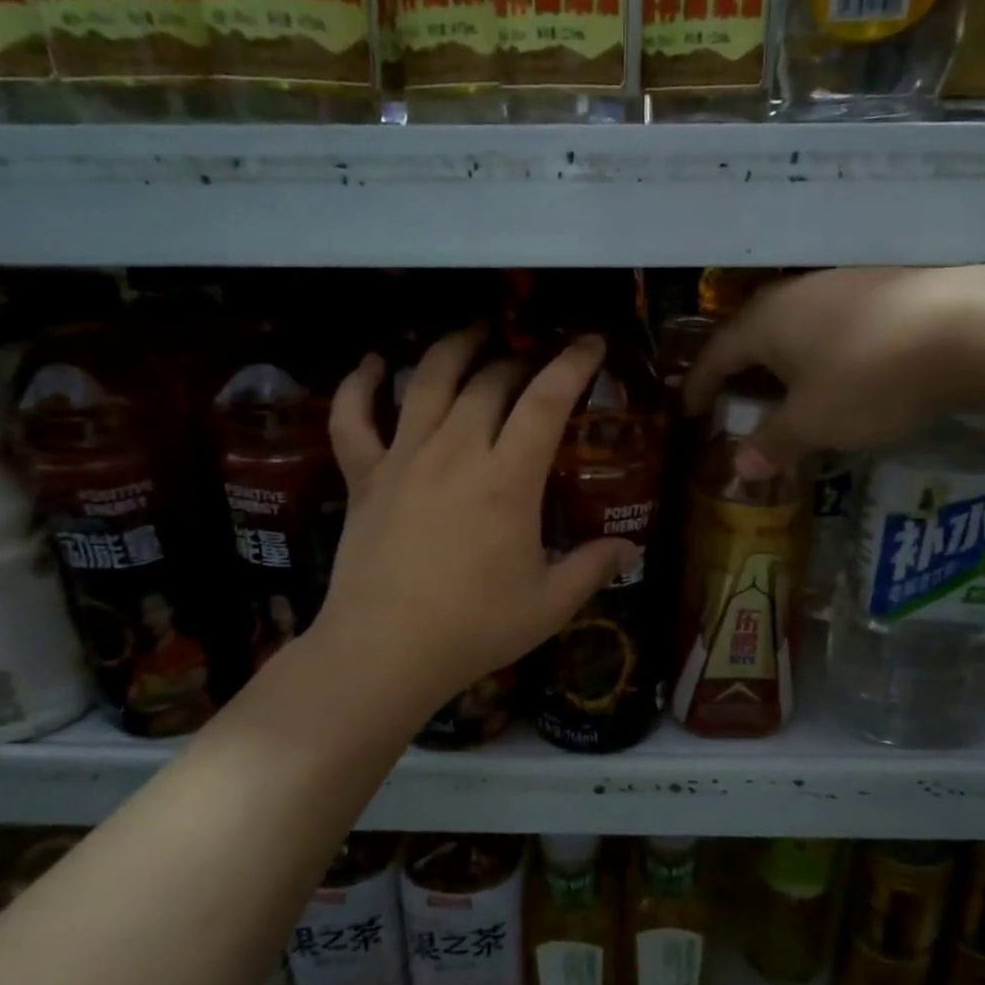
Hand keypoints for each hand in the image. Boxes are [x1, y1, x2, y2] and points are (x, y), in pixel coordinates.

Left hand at [306, 327, 638, 725]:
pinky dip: (360, 384)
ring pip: (428, 382)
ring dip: (454, 349)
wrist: (384, 651)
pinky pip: (353, 416)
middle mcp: (456, 451)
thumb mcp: (549, 604)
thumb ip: (593, 568)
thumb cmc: (474, 628)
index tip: (591, 343)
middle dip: (518, 363)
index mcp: (508, 478)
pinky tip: (375, 363)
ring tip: (473, 333)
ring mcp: (403, 458)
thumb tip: (631, 549)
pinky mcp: (363, 476)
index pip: (547, 401)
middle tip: (533, 367)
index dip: (573, 364)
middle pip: (489, 382)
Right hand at [684, 268, 982, 477]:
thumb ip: (774, 442)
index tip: (689, 410)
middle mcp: (796, 294)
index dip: (699, 385)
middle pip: (753, 333)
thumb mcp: (815, 422)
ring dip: (782, 359)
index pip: (716, 354)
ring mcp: (843, 283)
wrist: (973, 327)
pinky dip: (820, 351)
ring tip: (786, 389)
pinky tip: (839, 371)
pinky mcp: (884, 287)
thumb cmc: (870, 378)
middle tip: (734, 400)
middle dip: (740, 369)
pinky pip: (832, 323)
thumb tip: (739, 468)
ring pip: (795, 325)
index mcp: (765, 322)